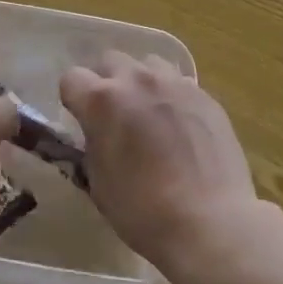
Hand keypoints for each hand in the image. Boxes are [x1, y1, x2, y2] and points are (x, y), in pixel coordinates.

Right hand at [60, 53, 267, 282]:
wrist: (210, 224)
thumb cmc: (144, 212)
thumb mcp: (99, 183)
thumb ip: (93, 144)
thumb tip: (97, 133)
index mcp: (102, 100)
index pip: (72, 78)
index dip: (74, 99)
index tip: (82, 120)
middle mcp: (136, 80)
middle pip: (110, 60)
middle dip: (106, 81)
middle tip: (115, 115)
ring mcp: (173, 83)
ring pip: (147, 64)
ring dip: (141, 83)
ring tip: (149, 114)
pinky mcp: (203, 94)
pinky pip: (178, 83)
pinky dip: (171, 97)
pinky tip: (180, 127)